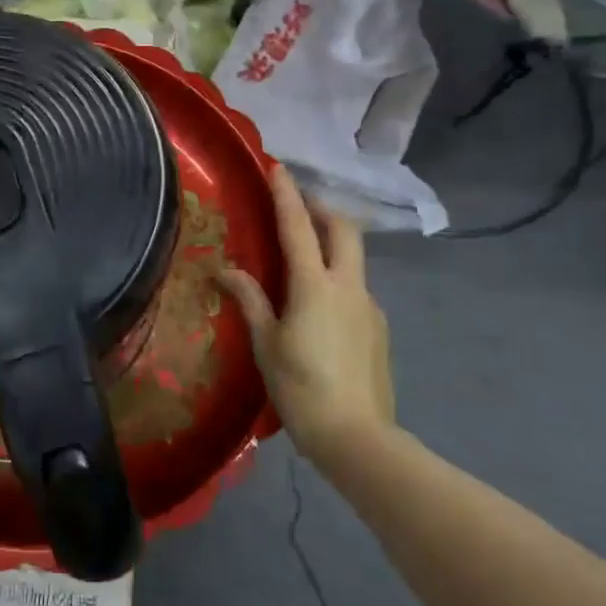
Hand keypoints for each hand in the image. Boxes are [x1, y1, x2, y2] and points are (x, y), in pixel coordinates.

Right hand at [218, 166, 393, 458]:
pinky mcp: (379, 328)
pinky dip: (338, 278)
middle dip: (322, 209)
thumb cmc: (301, 387)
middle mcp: (349, 286)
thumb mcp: (266, 343)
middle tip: (298, 206)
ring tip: (303, 259)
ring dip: (332, 244)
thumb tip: (226, 270)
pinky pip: (356, 289)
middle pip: (343, 230)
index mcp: (315, 286)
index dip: (286, 194)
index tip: (278, 167)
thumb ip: (250, 299)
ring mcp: (369, 307)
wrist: (357, 438)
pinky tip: (319, 307)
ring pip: (353, 258)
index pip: (299, 227)